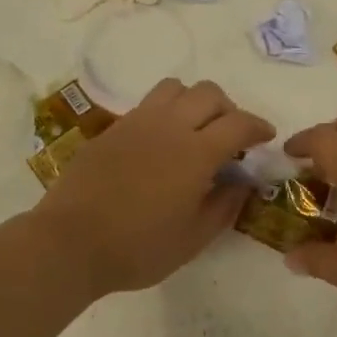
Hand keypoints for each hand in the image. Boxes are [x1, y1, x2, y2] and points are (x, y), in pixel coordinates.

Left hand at [32, 79, 274, 298]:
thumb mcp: (193, 239)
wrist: (71, 241)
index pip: (238, 122)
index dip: (258, 126)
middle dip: (228, 109)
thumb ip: (224, 206)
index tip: (265, 137)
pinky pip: (147, 104)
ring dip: (194, 102)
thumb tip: (242, 183)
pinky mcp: (113, 128)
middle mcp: (169, 126)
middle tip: (230, 137)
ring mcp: (137, 122)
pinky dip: (165, 112)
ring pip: (175, 88)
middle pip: (209, 93)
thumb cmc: (138, 248)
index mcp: (196, 152)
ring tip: (194, 130)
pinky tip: (160, 142)